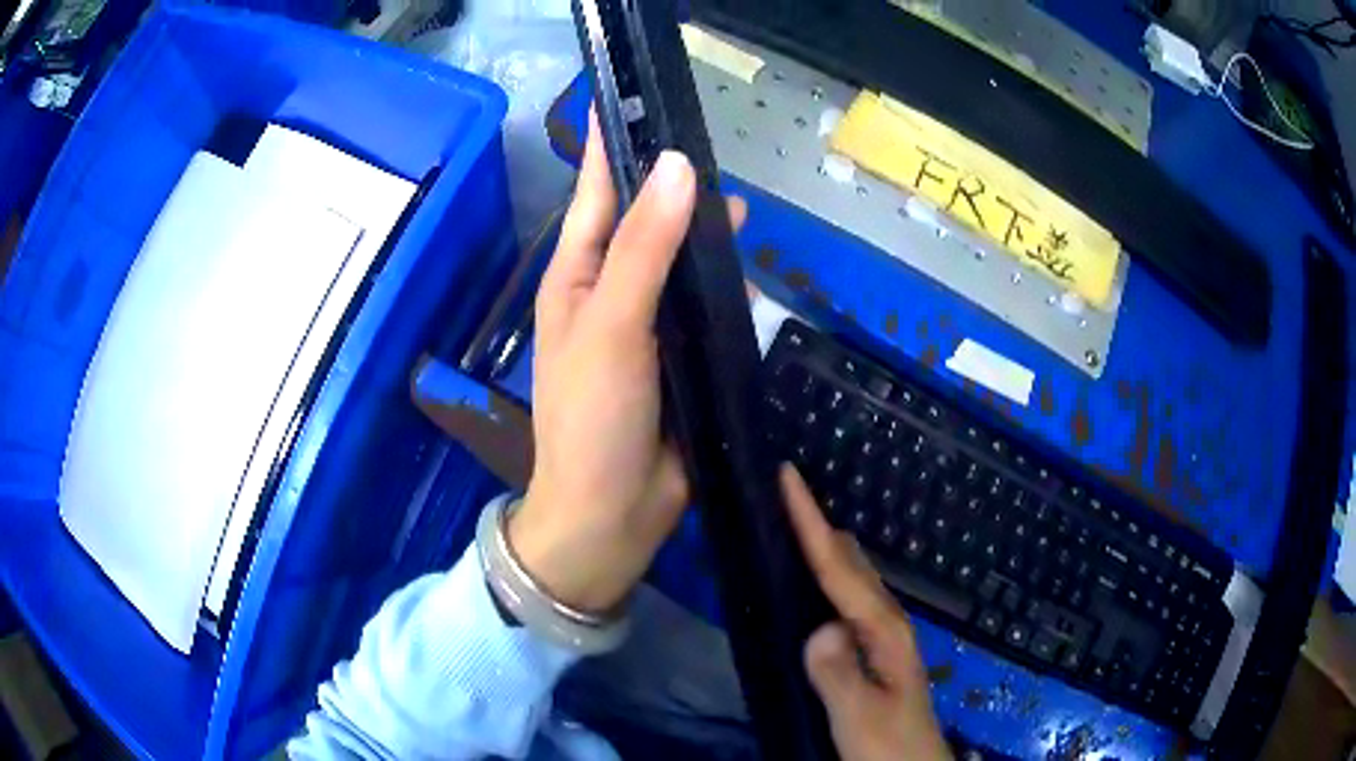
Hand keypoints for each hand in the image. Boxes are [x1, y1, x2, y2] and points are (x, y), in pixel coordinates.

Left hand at [509, 113, 742, 612]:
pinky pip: (708, 309)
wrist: (614, 514)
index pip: (596, 192)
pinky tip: (752, 282)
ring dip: (710, 240)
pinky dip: (728, 291)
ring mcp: (649, 325)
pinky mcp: (683, 356)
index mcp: (578, 275)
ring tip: (745, 214)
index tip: (637, 100)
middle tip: (718, 158)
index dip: (613, 146)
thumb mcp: (611, 325)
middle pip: (647, 222)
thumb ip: (644, 249)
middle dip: (678, 190)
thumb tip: (679, 169)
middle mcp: (611, 290)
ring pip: (683, 264)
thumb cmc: (594, 418)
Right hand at [781, 465, 952, 760]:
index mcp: (883, 631)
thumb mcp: (858, 717)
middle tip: (780, 492)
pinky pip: (847, 597)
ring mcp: (883, 635)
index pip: (839, 567)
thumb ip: (837, 673)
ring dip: (823, 544)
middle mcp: (886, 622)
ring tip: (792, 522)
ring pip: (851, 575)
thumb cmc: (887, 744)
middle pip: (847, 559)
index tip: (788, 476)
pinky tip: (815, 579)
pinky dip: (827, 574)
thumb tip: (819, 626)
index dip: (811, 520)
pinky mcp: (873, 649)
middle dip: (816, 522)